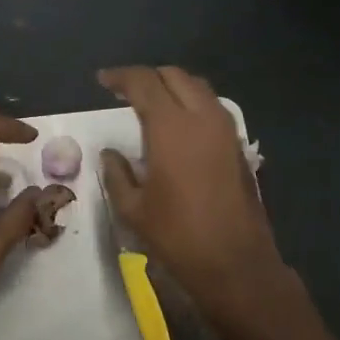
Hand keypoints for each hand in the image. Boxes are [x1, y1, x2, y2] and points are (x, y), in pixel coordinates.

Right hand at [98, 66, 288, 322]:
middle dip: (148, 77)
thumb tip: (110, 154)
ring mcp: (225, 130)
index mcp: (171, 127)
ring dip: (172, 87)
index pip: (144, 82)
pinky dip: (191, 103)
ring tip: (150, 104)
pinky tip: (176, 126)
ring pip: (198, 88)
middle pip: (174, 76)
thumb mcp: (133, 209)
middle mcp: (202, 117)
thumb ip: (116, 174)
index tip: (102, 81)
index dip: (120, 77)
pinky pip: (212, 107)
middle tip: (125, 91)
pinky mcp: (237, 146)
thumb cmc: (177, 236)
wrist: (235, 263)